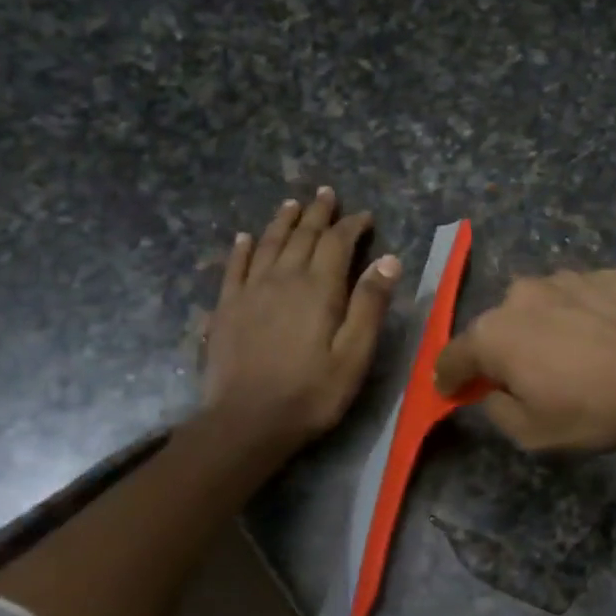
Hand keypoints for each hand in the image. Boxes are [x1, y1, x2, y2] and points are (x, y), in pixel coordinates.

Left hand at [200, 188, 400, 453]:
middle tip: (326, 194)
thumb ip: (370, 305)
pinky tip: (245, 238)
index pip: (337, 243)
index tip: (364, 216)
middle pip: (302, 235)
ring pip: (268, 244)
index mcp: (318, 289)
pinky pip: (235, 267)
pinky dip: (242, 248)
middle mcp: (283, 278)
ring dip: (283, 221)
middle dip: (317, 213)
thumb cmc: (311, 392)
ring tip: (292, 204)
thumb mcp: (354, 354)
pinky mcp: (226, 308)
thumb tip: (389, 260)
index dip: (352, 225)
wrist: (246, 421)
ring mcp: (250, 291)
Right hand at [435, 270, 615, 451]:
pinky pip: (578, 298)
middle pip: (497, 327)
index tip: (452, 389)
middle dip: (502, 351)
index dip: (448, 377)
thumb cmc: (596, 409)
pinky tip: (607, 339)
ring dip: (543, 328)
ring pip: (539, 306)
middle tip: (526, 378)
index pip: (453, 356)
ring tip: (575, 356)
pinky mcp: (605, 274)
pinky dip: (581, 315)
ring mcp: (566, 279)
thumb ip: (498, 411)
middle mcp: (521, 296)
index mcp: (494, 334)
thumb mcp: (534, 434)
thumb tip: (495, 393)